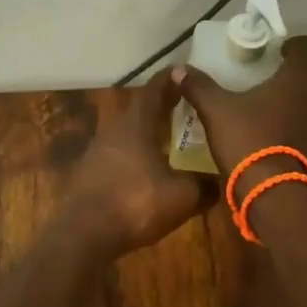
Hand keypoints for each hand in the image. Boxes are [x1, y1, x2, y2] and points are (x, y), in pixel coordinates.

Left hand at [66, 74, 207, 256]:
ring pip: (126, 130)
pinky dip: (134, 152)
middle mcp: (114, 128)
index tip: (185, 73)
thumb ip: (205, 185)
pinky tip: (146, 168)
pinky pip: (117, 152)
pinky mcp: (89, 171)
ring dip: (145, 130)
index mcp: (136, 123)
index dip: (172, 79)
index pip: (155, 89)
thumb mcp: (182, 196)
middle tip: (182, 105)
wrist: (84, 234)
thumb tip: (223, 181)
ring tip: (168, 138)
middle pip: (139, 108)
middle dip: (160, 105)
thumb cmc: (135, 204)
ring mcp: (97, 150)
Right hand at [172, 36, 306, 186]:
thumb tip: (178, 69)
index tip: (279, 54)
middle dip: (305, 75)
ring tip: (284, 114)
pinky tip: (292, 142)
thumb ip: (200, 87)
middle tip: (280, 84)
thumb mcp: (216, 112)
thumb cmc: (250, 141)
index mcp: (300, 76)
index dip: (295, 46)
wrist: (279, 195)